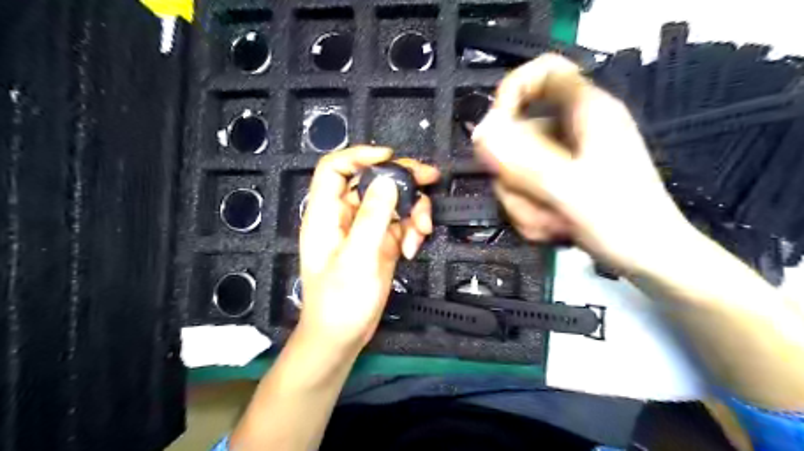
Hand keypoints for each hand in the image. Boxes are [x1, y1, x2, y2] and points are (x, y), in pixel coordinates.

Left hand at [296, 147, 438, 352]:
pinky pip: (401, 224)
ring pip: (393, 202)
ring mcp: (365, 229)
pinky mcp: (381, 243)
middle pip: (372, 181)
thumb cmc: (340, 301)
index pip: (334, 169)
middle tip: (431, 179)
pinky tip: (414, 249)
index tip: (390, 157)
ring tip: (422, 231)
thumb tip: (389, 181)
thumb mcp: (357, 258)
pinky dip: (412, 231)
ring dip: (413, 211)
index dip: (359, 156)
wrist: (343, 337)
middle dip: (402, 180)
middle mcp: (345, 216)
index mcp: (326, 214)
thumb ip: (372, 217)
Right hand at [473, 53, 690, 270]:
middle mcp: (574, 129)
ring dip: (522, 200)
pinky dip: (530, 210)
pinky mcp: (561, 180)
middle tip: (531, 199)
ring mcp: (566, 157)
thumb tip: (481, 132)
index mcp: (588, 112)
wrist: (651, 261)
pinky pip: (525, 186)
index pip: (544, 72)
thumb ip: (523, 159)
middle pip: (518, 132)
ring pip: (517, 166)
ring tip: (549, 223)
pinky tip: (551, 227)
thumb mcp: (569, 189)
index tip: (494, 127)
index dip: (513, 91)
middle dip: (514, 174)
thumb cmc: (623, 222)